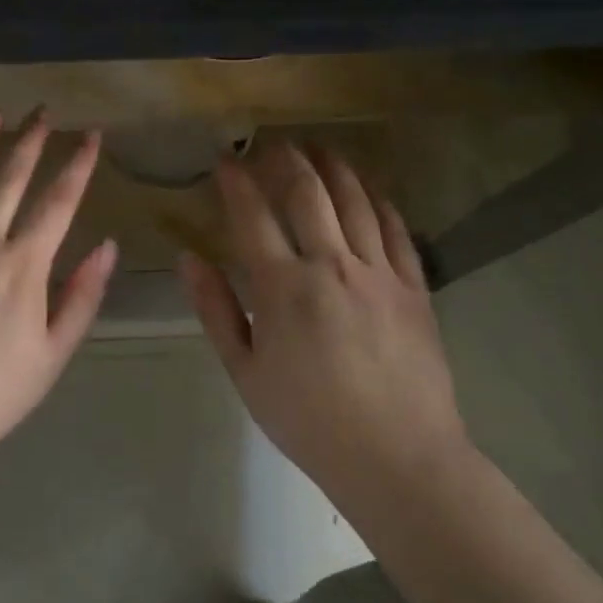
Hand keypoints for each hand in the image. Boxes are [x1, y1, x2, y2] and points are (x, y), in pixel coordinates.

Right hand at [179, 141, 471, 501]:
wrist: (398, 458)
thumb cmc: (309, 419)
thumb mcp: (245, 372)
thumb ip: (215, 309)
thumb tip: (187, 258)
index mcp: (283, 287)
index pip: (253, 215)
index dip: (236, 181)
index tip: (225, 159)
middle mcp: (332, 266)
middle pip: (308, 194)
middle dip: (286, 160)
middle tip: (273, 144)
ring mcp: (379, 273)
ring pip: (356, 202)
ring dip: (334, 168)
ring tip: (319, 148)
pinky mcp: (414, 288)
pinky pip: (397, 230)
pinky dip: (379, 201)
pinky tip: (368, 189)